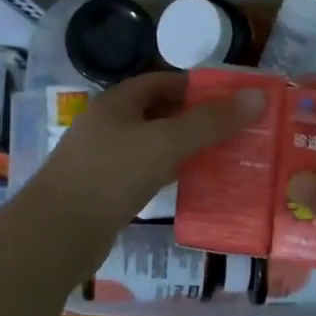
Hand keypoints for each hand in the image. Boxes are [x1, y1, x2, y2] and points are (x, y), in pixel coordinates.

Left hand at [31, 70, 265, 244]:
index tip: (232, 100)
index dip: (198, 87)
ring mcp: (105, 159)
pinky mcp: (106, 191)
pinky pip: (146, 174)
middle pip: (160, 113)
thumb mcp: (166, 142)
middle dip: (197, 120)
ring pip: (154, 146)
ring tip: (225, 157)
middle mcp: (109, 125)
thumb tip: (258, 96)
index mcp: (117, 102)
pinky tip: (193, 186)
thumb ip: (211, 121)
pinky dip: (171, 175)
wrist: (57, 233)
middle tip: (236, 131)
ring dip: (186, 149)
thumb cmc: (111, 175)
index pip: (163, 82)